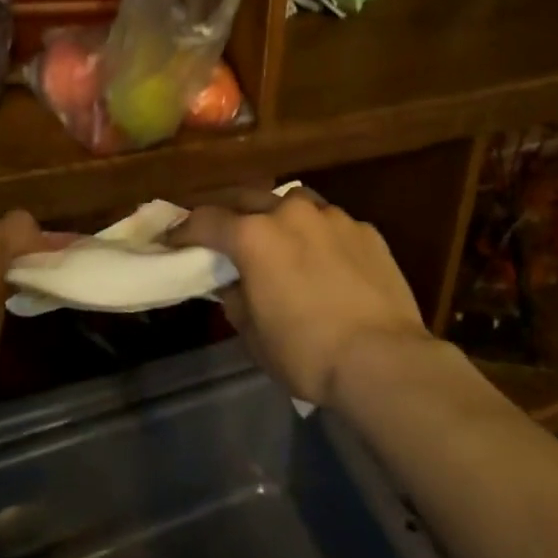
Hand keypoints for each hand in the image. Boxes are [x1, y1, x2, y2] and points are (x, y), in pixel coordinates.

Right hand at [172, 190, 429, 405]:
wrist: (384, 360)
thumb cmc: (308, 352)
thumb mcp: (255, 337)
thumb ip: (236, 301)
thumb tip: (233, 285)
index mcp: (254, 237)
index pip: (206, 221)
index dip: (184, 230)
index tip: (173, 241)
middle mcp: (290, 213)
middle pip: (248, 197)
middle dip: (230, 212)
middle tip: (222, 232)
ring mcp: (333, 217)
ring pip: (294, 201)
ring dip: (278, 214)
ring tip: (279, 237)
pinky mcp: (366, 230)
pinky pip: (332, 223)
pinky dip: (319, 234)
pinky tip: (327, 259)